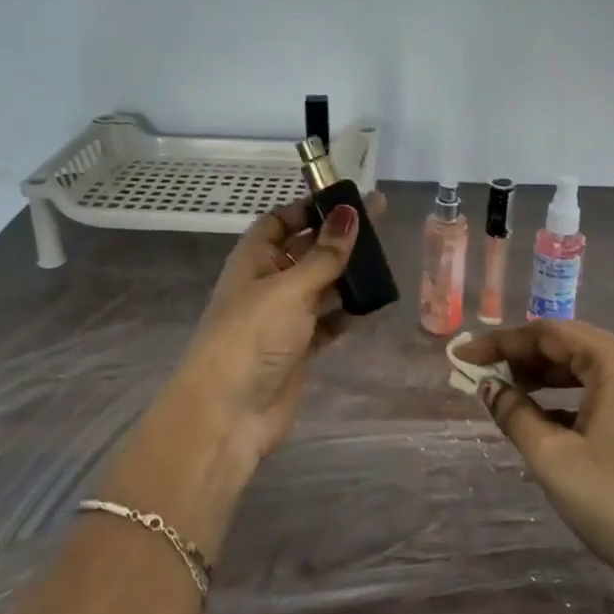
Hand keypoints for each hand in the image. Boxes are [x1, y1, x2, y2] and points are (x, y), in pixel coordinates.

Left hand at [167, 192, 387, 459]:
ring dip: (347, 275)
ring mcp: (283, 319)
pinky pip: (328, 321)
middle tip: (380, 222)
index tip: (346, 201)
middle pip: (305, 252)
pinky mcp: (299, 349)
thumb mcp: (290, 288)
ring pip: (320, 286)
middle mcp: (267, 284)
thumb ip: (325, 254)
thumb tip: (350, 212)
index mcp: (253, 260)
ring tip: (385, 259)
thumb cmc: (252, 335)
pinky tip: (375, 302)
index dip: (309, 210)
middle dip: (337, 239)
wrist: (229, 411)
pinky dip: (348, 312)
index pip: (280, 222)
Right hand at [456, 320, 613, 603]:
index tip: (463, 357)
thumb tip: (489, 387)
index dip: (500, 343)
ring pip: (584, 368)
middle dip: (521, 358)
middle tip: (481, 377)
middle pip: (567, 345)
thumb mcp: (554, 459)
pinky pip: (602, 390)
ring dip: (543, 378)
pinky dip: (568, 397)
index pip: (547, 333)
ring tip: (505, 394)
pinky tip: (543, 419)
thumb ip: (515, 415)